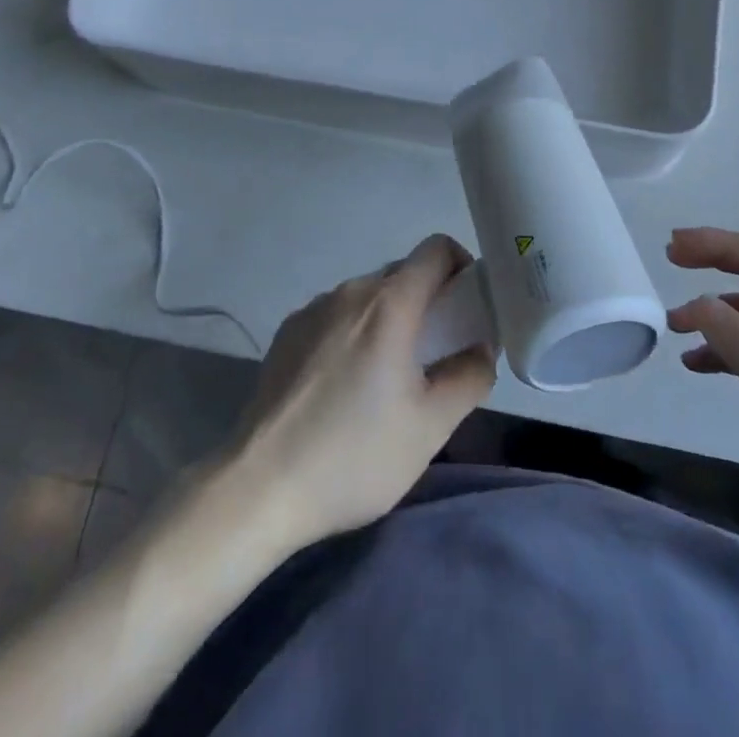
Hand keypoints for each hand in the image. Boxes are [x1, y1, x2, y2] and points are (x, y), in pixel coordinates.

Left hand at [229, 234, 496, 549]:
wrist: (258, 488)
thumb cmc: (354, 455)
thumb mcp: (431, 427)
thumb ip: (469, 377)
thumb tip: (480, 349)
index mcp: (389, 304)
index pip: (437, 250)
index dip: (462, 266)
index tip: (468, 306)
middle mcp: (350, 291)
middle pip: (403, 274)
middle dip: (429, 301)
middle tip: (437, 352)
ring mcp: (313, 309)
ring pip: (368, 297)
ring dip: (389, 319)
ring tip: (388, 377)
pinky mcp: (287, 332)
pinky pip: (336, 316)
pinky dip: (353, 333)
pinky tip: (344, 387)